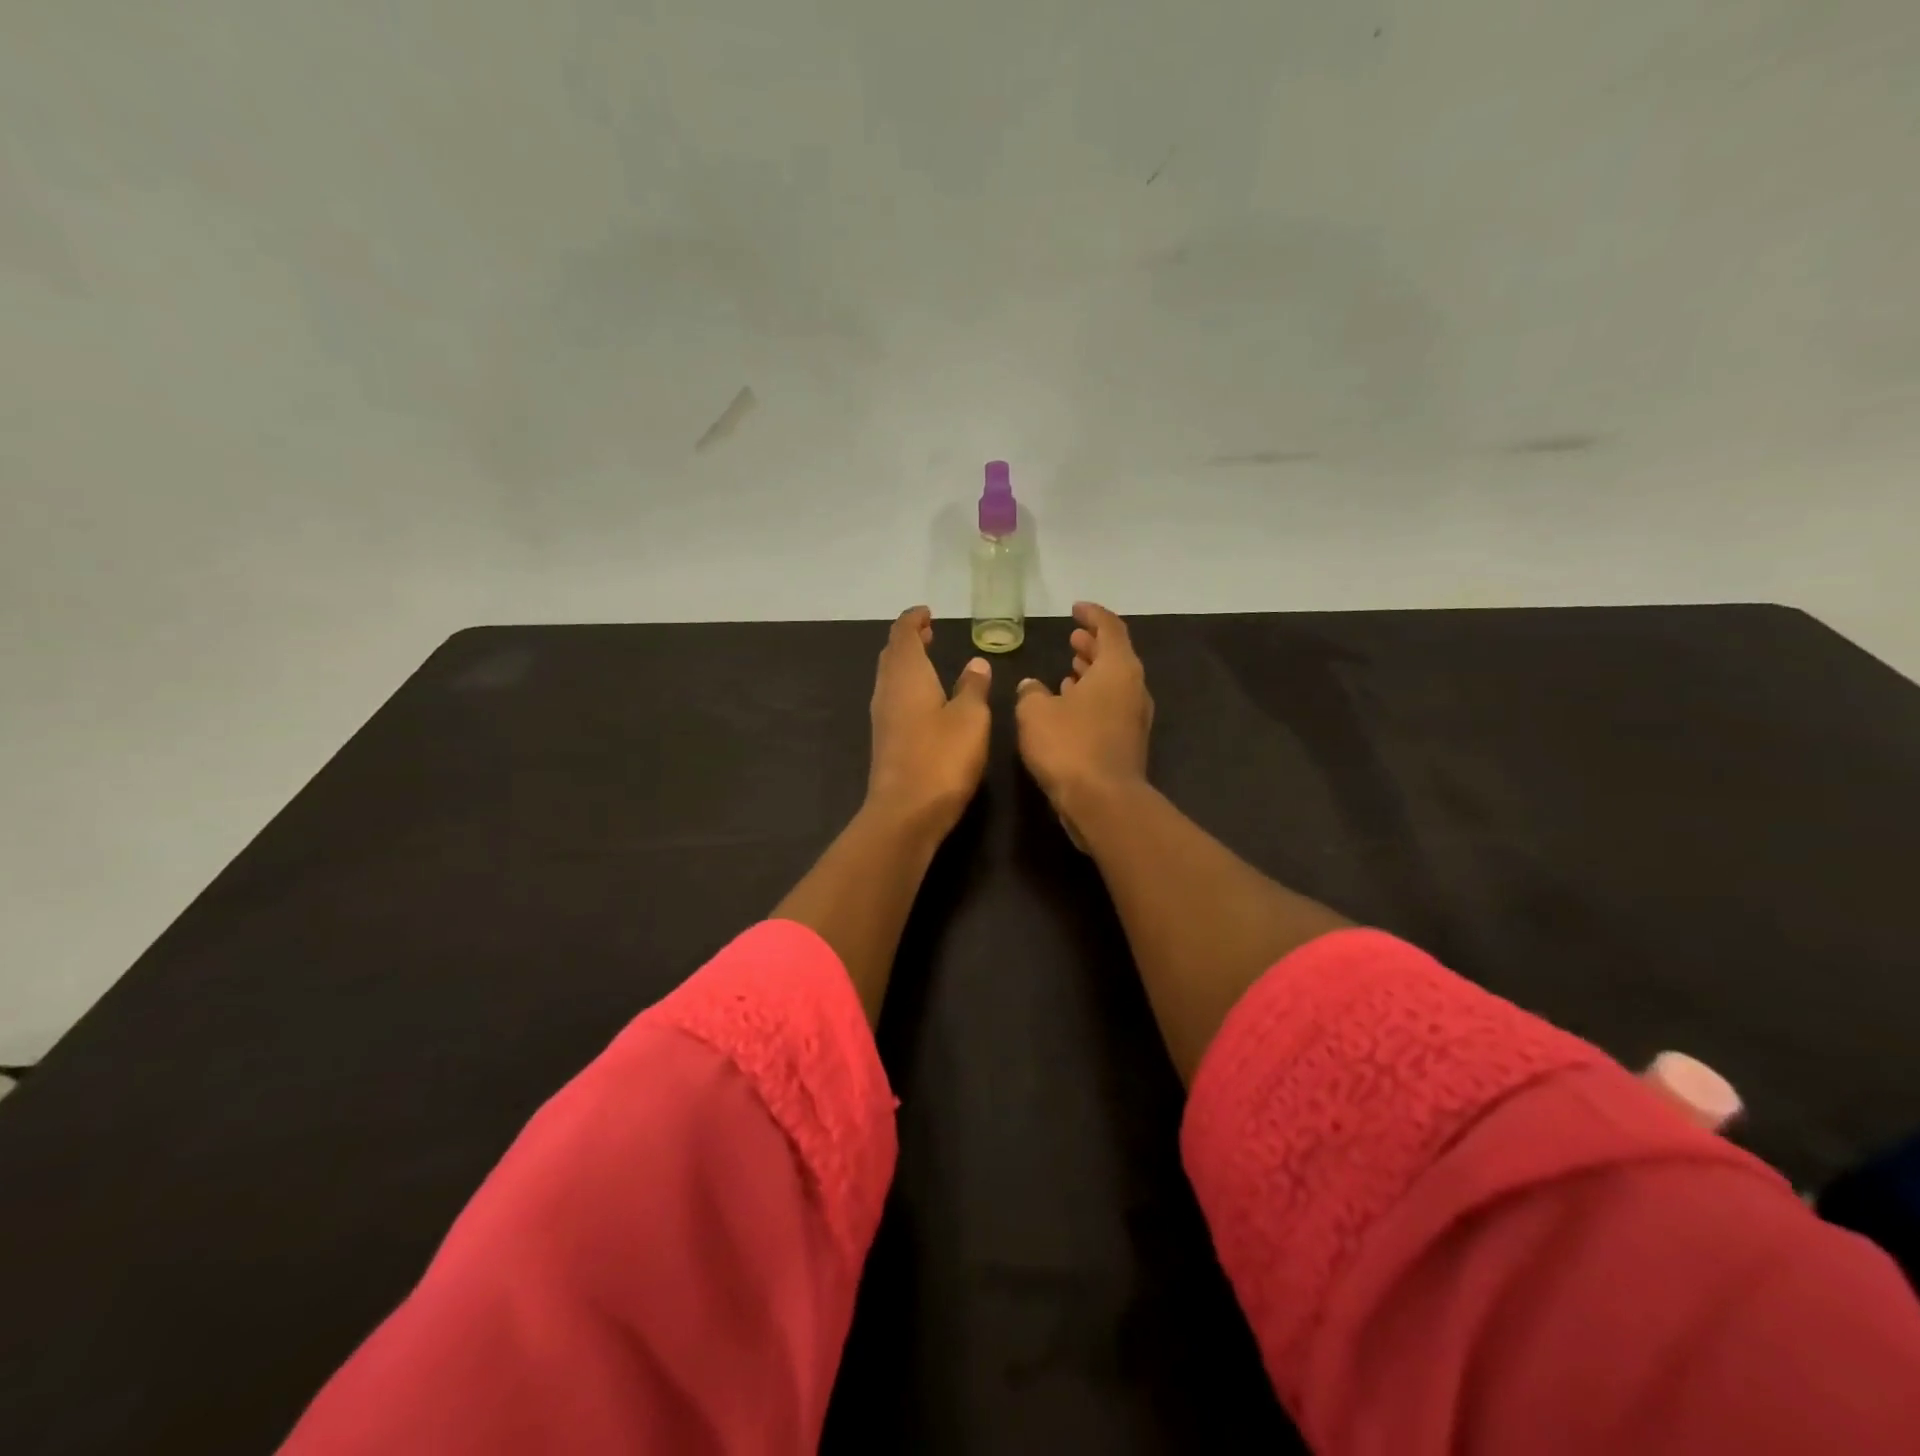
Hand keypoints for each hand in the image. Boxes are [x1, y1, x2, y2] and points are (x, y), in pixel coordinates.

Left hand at [866, 606, 992, 835]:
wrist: (906, 811)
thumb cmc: (941, 758)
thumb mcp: (970, 718)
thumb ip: (973, 687)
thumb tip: (976, 663)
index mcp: (907, 676)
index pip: (903, 635)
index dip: (913, 620)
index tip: (927, 612)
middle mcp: (888, 691)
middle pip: (892, 654)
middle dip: (908, 639)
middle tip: (928, 632)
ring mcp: (883, 717)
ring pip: (890, 677)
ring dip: (907, 663)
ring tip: (928, 659)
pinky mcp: (885, 740)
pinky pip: (894, 698)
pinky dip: (907, 686)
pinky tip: (925, 699)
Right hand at [1015, 602, 1153, 841]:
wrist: (1103, 802)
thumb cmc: (1069, 746)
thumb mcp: (1035, 712)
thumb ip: (1030, 692)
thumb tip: (1031, 686)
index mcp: (1117, 669)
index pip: (1110, 628)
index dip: (1093, 615)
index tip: (1075, 609)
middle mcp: (1132, 689)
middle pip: (1115, 656)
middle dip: (1092, 645)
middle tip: (1072, 639)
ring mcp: (1133, 718)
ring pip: (1112, 685)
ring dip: (1091, 674)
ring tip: (1068, 668)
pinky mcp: (1127, 743)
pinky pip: (1110, 708)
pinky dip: (1091, 699)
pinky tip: (1069, 706)